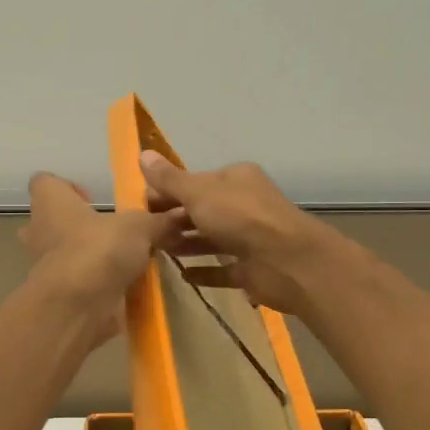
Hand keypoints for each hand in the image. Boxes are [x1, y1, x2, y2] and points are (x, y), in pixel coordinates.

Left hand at [20, 173, 184, 343]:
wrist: (77, 308)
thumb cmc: (99, 250)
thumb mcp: (140, 227)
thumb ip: (159, 221)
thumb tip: (182, 214)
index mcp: (50, 203)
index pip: (45, 182)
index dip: (67, 187)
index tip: (92, 198)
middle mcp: (40, 232)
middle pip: (53, 221)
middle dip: (80, 226)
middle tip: (112, 232)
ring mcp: (45, 267)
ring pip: (65, 255)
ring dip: (91, 257)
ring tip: (125, 261)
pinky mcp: (58, 296)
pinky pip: (78, 284)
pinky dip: (96, 285)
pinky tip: (125, 287)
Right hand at [138, 152, 332, 314]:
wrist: (287, 261)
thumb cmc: (241, 218)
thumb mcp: (199, 193)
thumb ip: (170, 179)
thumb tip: (142, 153)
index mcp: (236, 179)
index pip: (195, 182)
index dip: (168, 191)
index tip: (142, 206)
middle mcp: (244, 205)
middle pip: (202, 210)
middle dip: (174, 219)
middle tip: (145, 232)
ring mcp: (249, 237)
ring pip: (211, 238)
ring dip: (186, 243)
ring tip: (157, 252)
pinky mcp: (252, 268)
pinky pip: (223, 268)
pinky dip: (204, 271)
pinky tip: (183, 276)